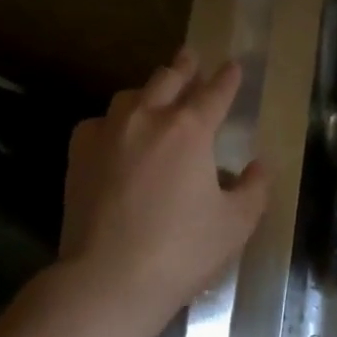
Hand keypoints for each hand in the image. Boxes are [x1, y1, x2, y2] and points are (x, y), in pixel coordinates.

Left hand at [59, 48, 269, 326]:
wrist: (109, 279)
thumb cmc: (182, 251)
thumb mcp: (237, 223)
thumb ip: (254, 188)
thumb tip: (256, 167)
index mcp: (190, 130)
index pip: (215, 93)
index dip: (228, 78)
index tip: (234, 66)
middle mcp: (147, 118)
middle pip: (168, 79)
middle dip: (185, 66)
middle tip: (192, 57)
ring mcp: (108, 133)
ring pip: (131, 96)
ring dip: (150, 91)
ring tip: (157, 95)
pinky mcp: (80, 155)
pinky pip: (100, 123)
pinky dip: (115, 122)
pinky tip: (119, 135)